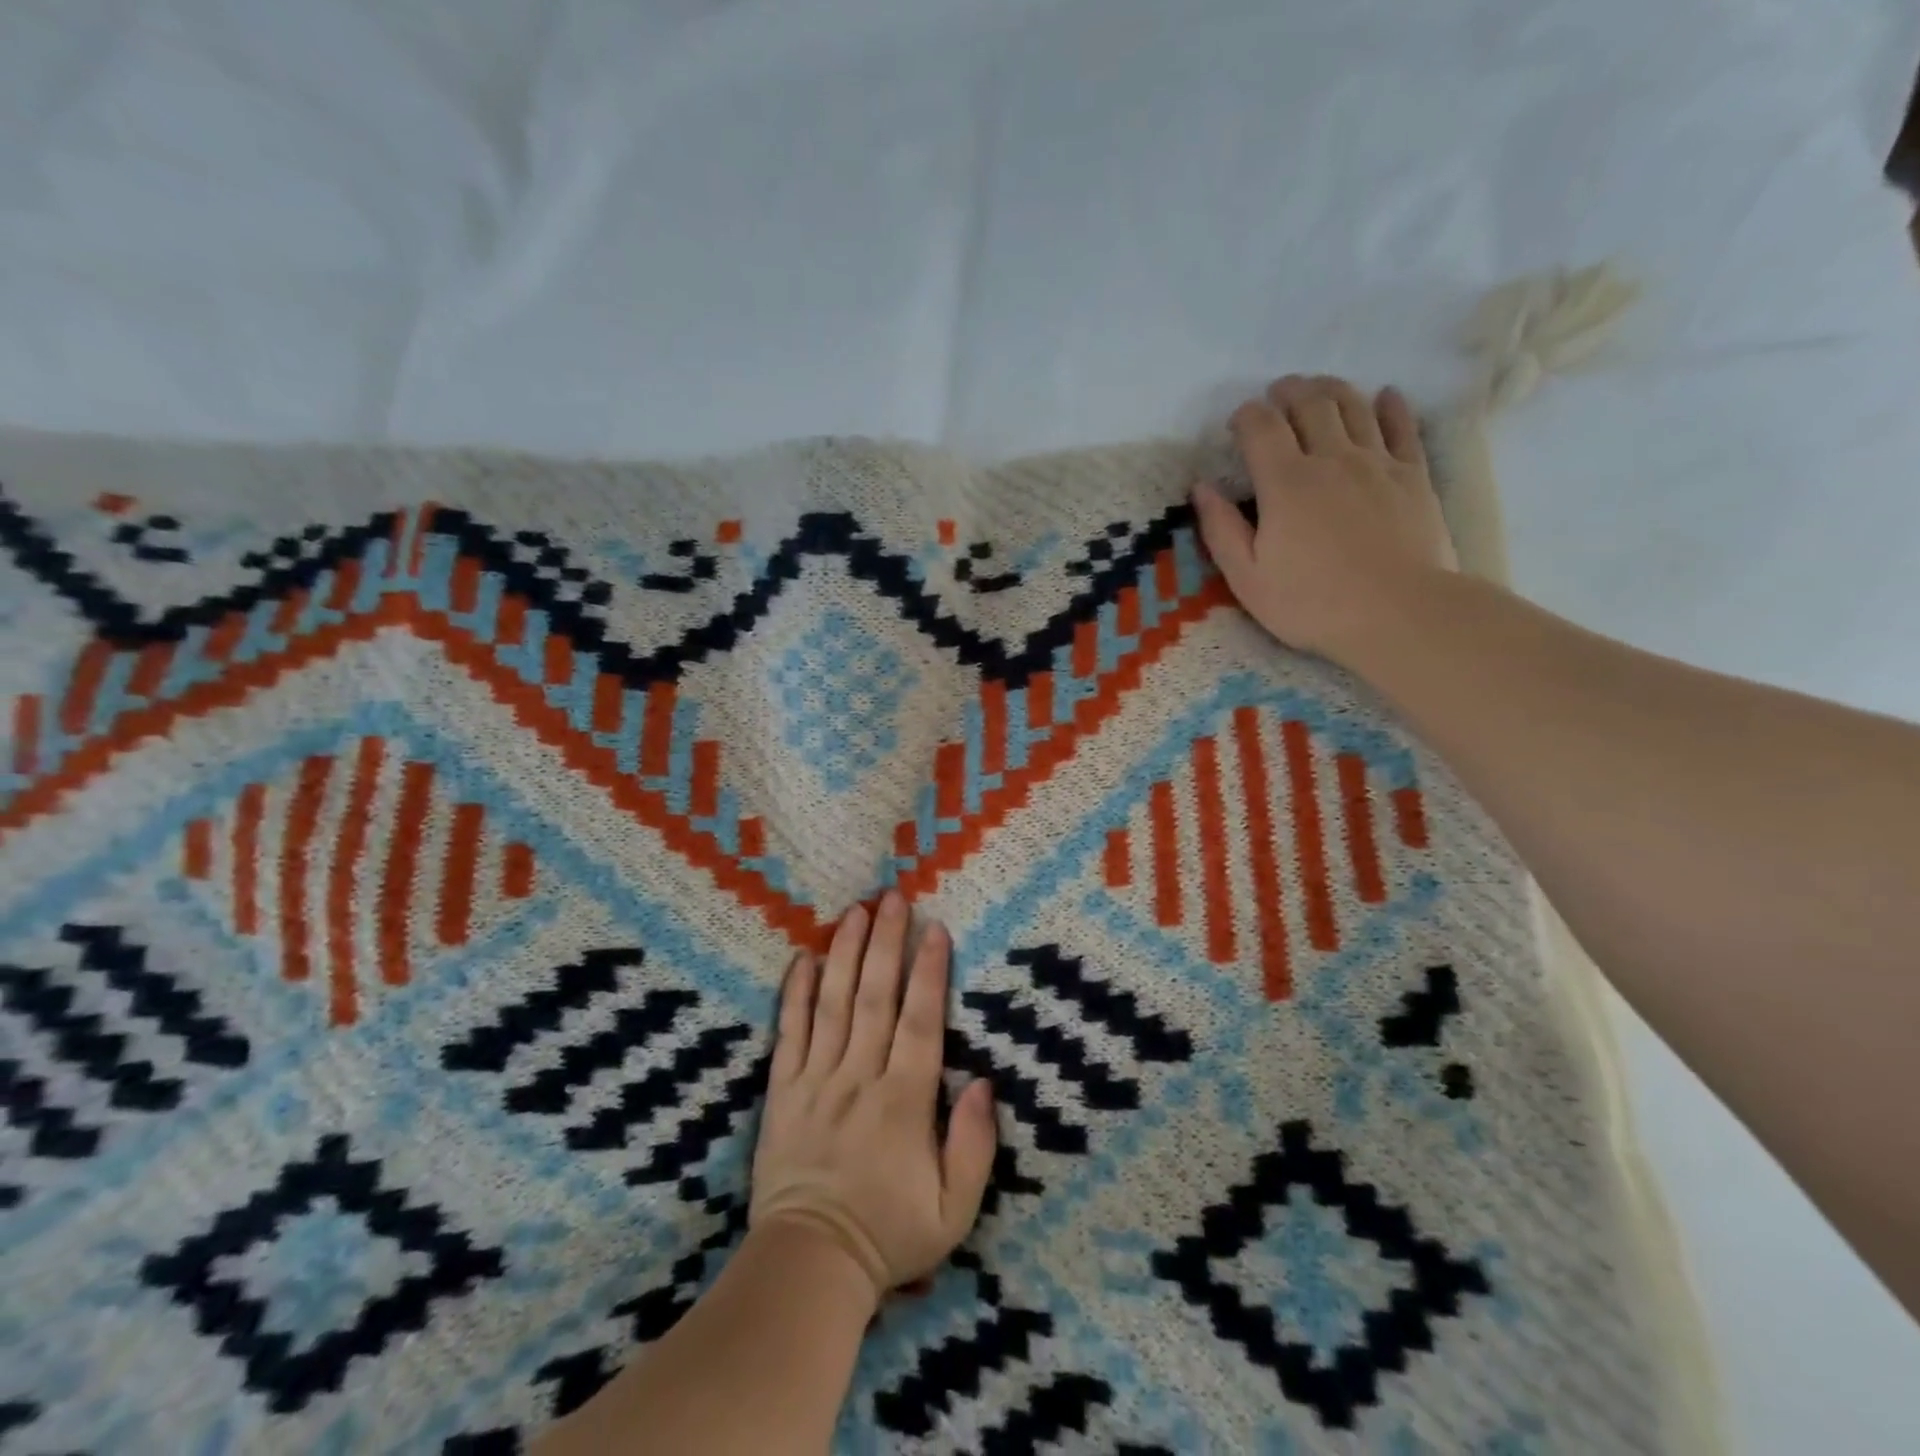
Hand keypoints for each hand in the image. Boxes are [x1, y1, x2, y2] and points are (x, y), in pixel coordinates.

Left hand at [749, 891, 996, 1303]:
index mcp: (904, 1101)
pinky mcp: (783, 1092)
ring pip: (833, 1004)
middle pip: (875, 998)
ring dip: (844, 954)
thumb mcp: (954, 1209)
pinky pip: (789, 1034)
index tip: (935, 930)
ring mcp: (817, 1081)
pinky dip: (795, 995)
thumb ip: (974, 1145)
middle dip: (885, 944)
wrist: (809, 1267)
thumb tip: (985, 1083)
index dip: (929, 973)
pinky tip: (802, 959)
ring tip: (853, 912)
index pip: (920, 1022)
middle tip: (891, 897)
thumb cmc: (889, 1234)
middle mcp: (860, 1078)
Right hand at [1193, 374, 1457, 663]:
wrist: (1399, 613)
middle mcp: (1331, 458)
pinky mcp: (1413, 474)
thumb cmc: (1312, 603)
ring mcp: (1378, 462)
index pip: (1261, 427)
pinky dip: (1389, 405)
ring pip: (1353, 405)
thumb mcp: (1248, 578)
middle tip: (1276, 395)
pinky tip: (1383, 397)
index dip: (1245, 415)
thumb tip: (1201, 488)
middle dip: (1288, 392)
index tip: (1236, 422)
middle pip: (1310, 403)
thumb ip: (1221, 530)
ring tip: (1317, 389)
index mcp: (1285, 483)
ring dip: (1331, 389)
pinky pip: (1403, 425)